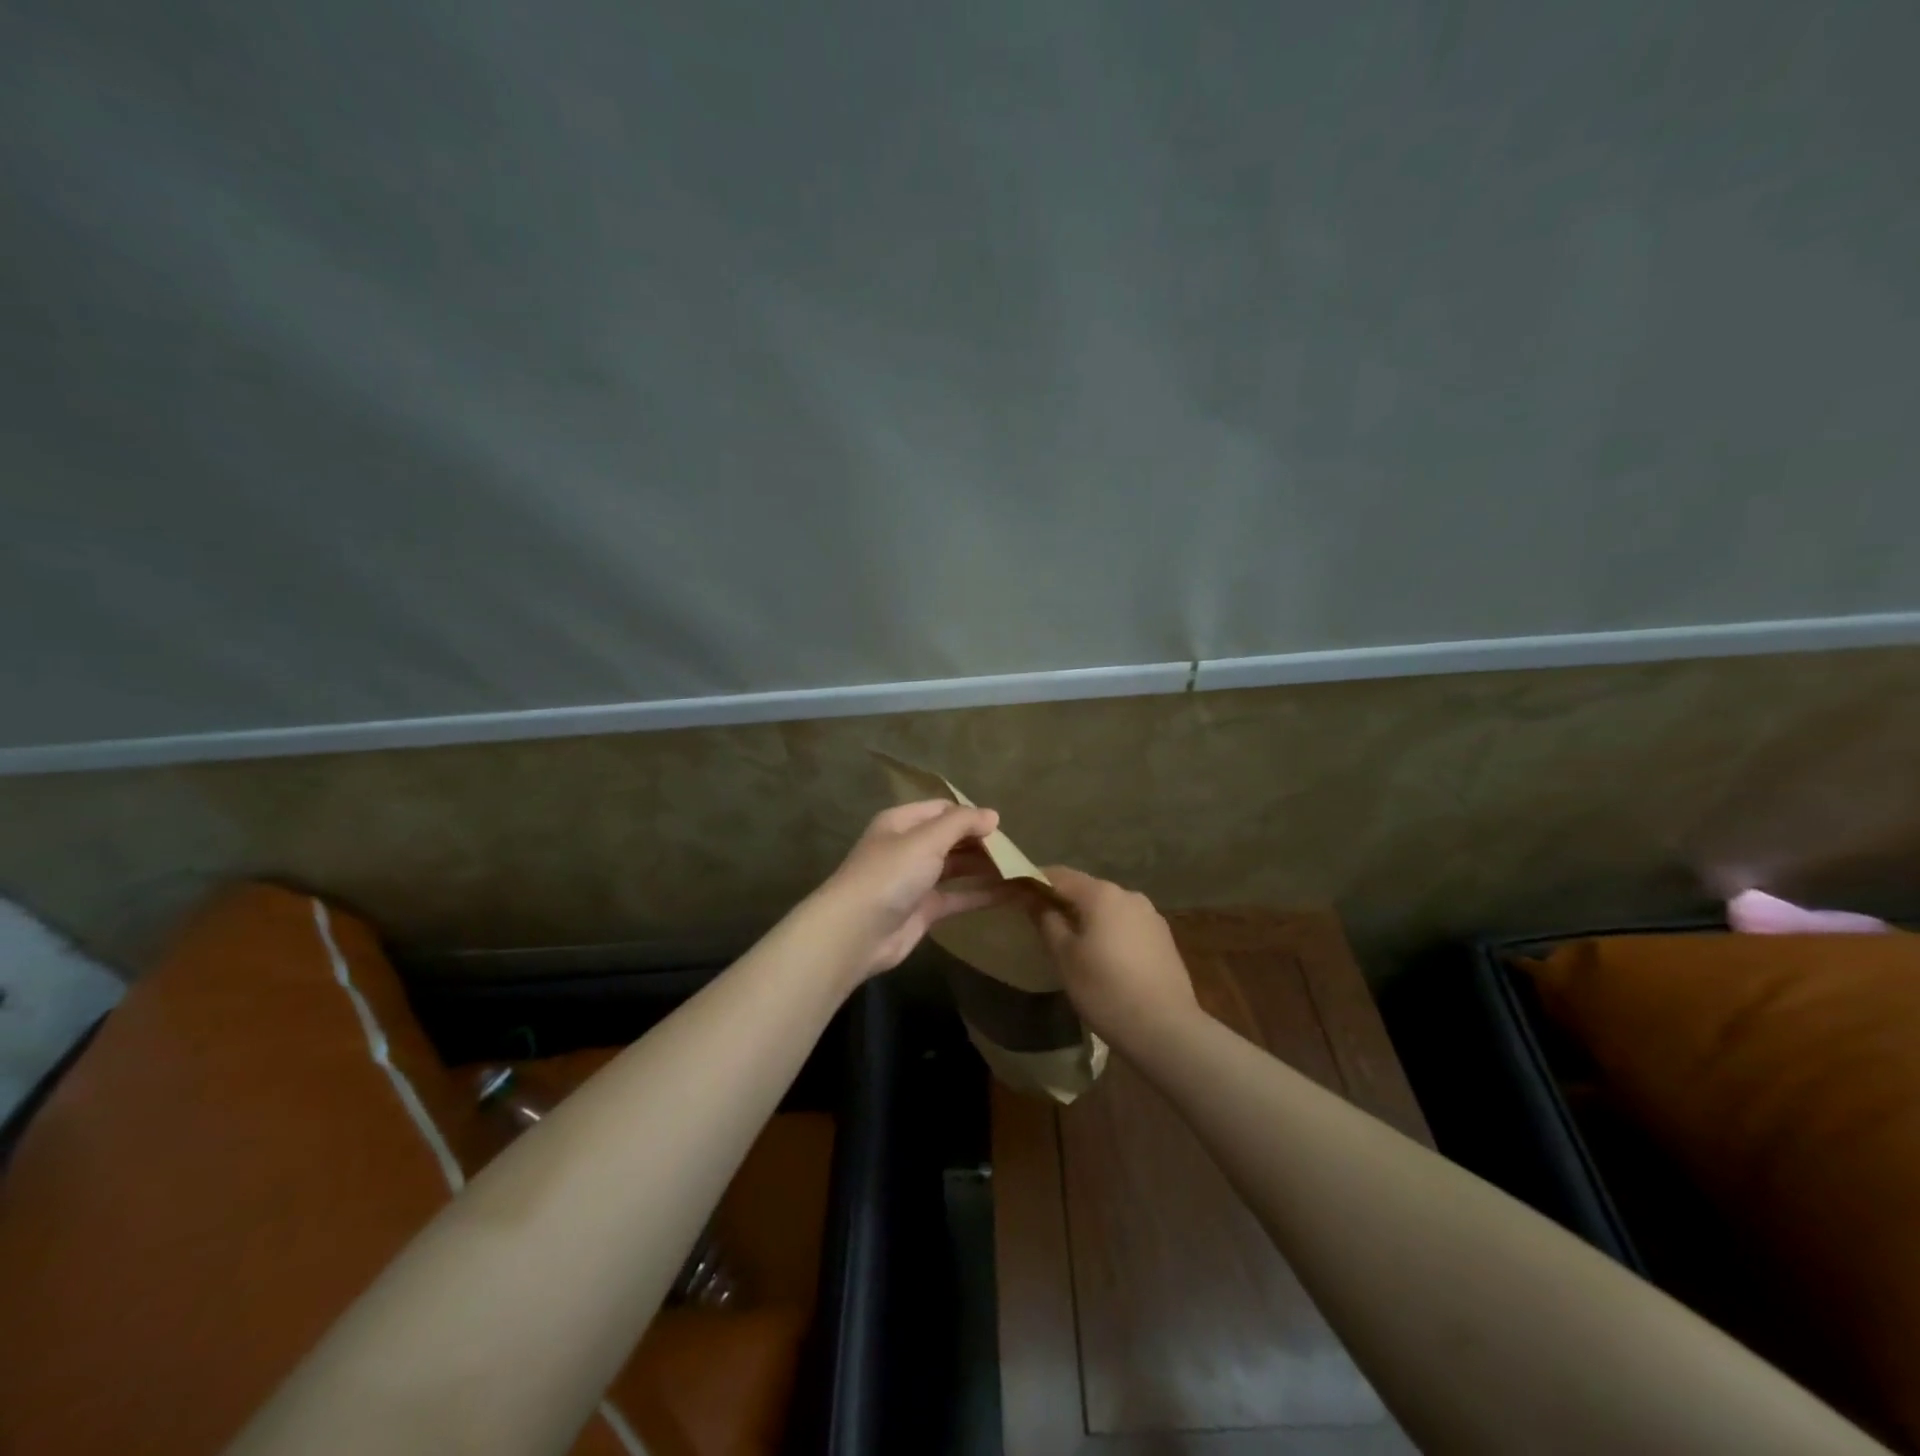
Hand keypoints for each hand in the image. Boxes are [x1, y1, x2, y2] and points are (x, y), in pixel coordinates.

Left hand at [810, 801, 1011, 978]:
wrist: (856, 932)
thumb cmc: (890, 874)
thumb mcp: (926, 839)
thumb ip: (961, 824)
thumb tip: (992, 815)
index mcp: (902, 822)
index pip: (943, 810)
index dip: (971, 815)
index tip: (1002, 827)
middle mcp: (909, 847)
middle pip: (952, 838)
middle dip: (982, 842)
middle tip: (1017, 851)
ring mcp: (916, 880)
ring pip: (957, 867)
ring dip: (986, 868)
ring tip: (1021, 869)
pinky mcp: (924, 910)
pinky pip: (959, 896)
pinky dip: (982, 894)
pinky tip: (1011, 893)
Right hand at [1029, 867, 1198, 1044]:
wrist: (1166, 1030)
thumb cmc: (1106, 990)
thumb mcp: (1065, 957)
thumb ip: (1046, 921)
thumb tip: (1034, 900)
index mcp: (1102, 894)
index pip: (1058, 875)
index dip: (1034, 881)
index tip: (1015, 894)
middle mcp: (1128, 895)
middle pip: (1085, 889)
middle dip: (1060, 900)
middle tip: (1038, 921)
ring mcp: (1150, 915)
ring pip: (1107, 907)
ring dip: (1085, 917)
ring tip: (1069, 942)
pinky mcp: (1163, 937)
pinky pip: (1125, 923)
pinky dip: (1107, 930)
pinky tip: (1102, 956)